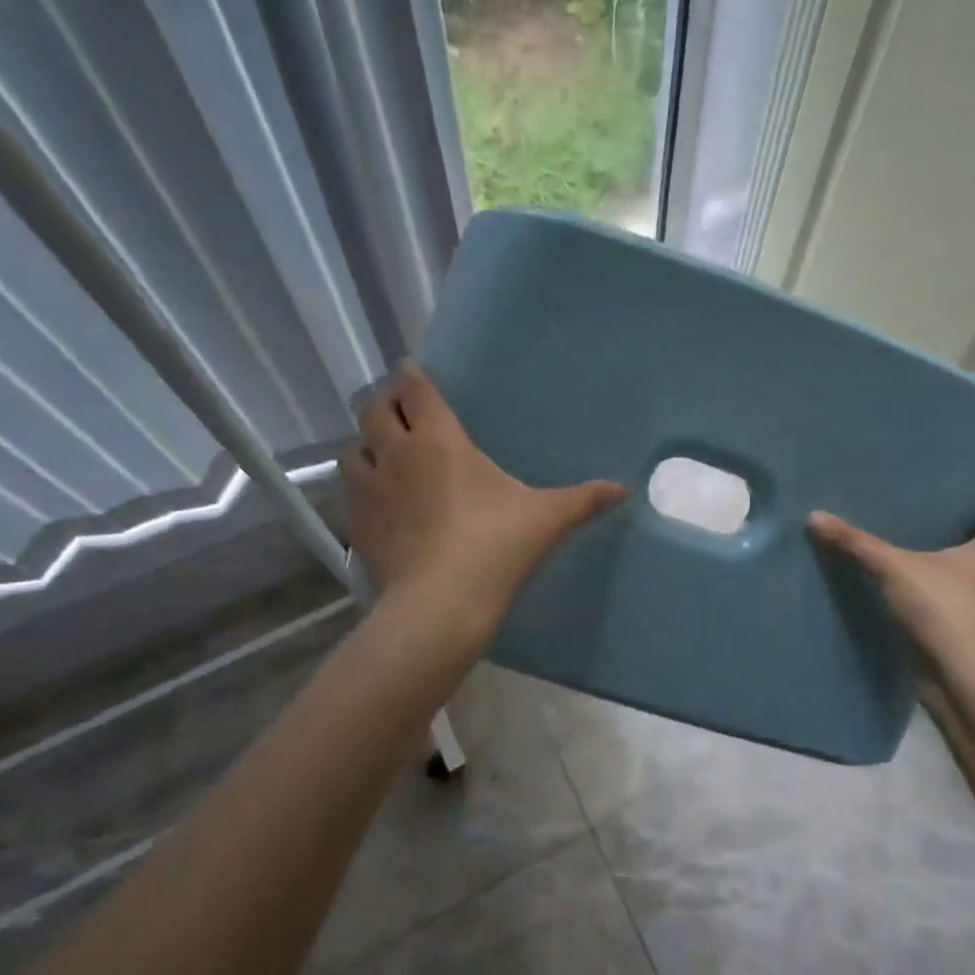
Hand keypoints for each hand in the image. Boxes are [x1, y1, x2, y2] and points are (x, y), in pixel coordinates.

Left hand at [342, 363, 625, 636]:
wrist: (441, 604)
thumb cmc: (496, 546)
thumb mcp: (547, 519)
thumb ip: (584, 499)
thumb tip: (624, 489)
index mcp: (440, 441)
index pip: (417, 392)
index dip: (412, 376)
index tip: (411, 369)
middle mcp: (397, 455)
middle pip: (374, 411)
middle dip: (384, 403)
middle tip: (400, 408)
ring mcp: (371, 492)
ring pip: (353, 451)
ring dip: (367, 445)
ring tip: (382, 453)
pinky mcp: (358, 527)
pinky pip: (350, 495)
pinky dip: (362, 489)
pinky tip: (380, 504)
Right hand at [808, 494, 974, 688]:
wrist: (968, 682)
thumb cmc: (946, 610)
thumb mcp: (893, 569)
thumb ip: (856, 543)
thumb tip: (815, 515)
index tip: (974, 491)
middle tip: (943, 523)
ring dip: (968, 575)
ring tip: (929, 562)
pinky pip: (970, 615)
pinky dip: (953, 607)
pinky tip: (924, 604)